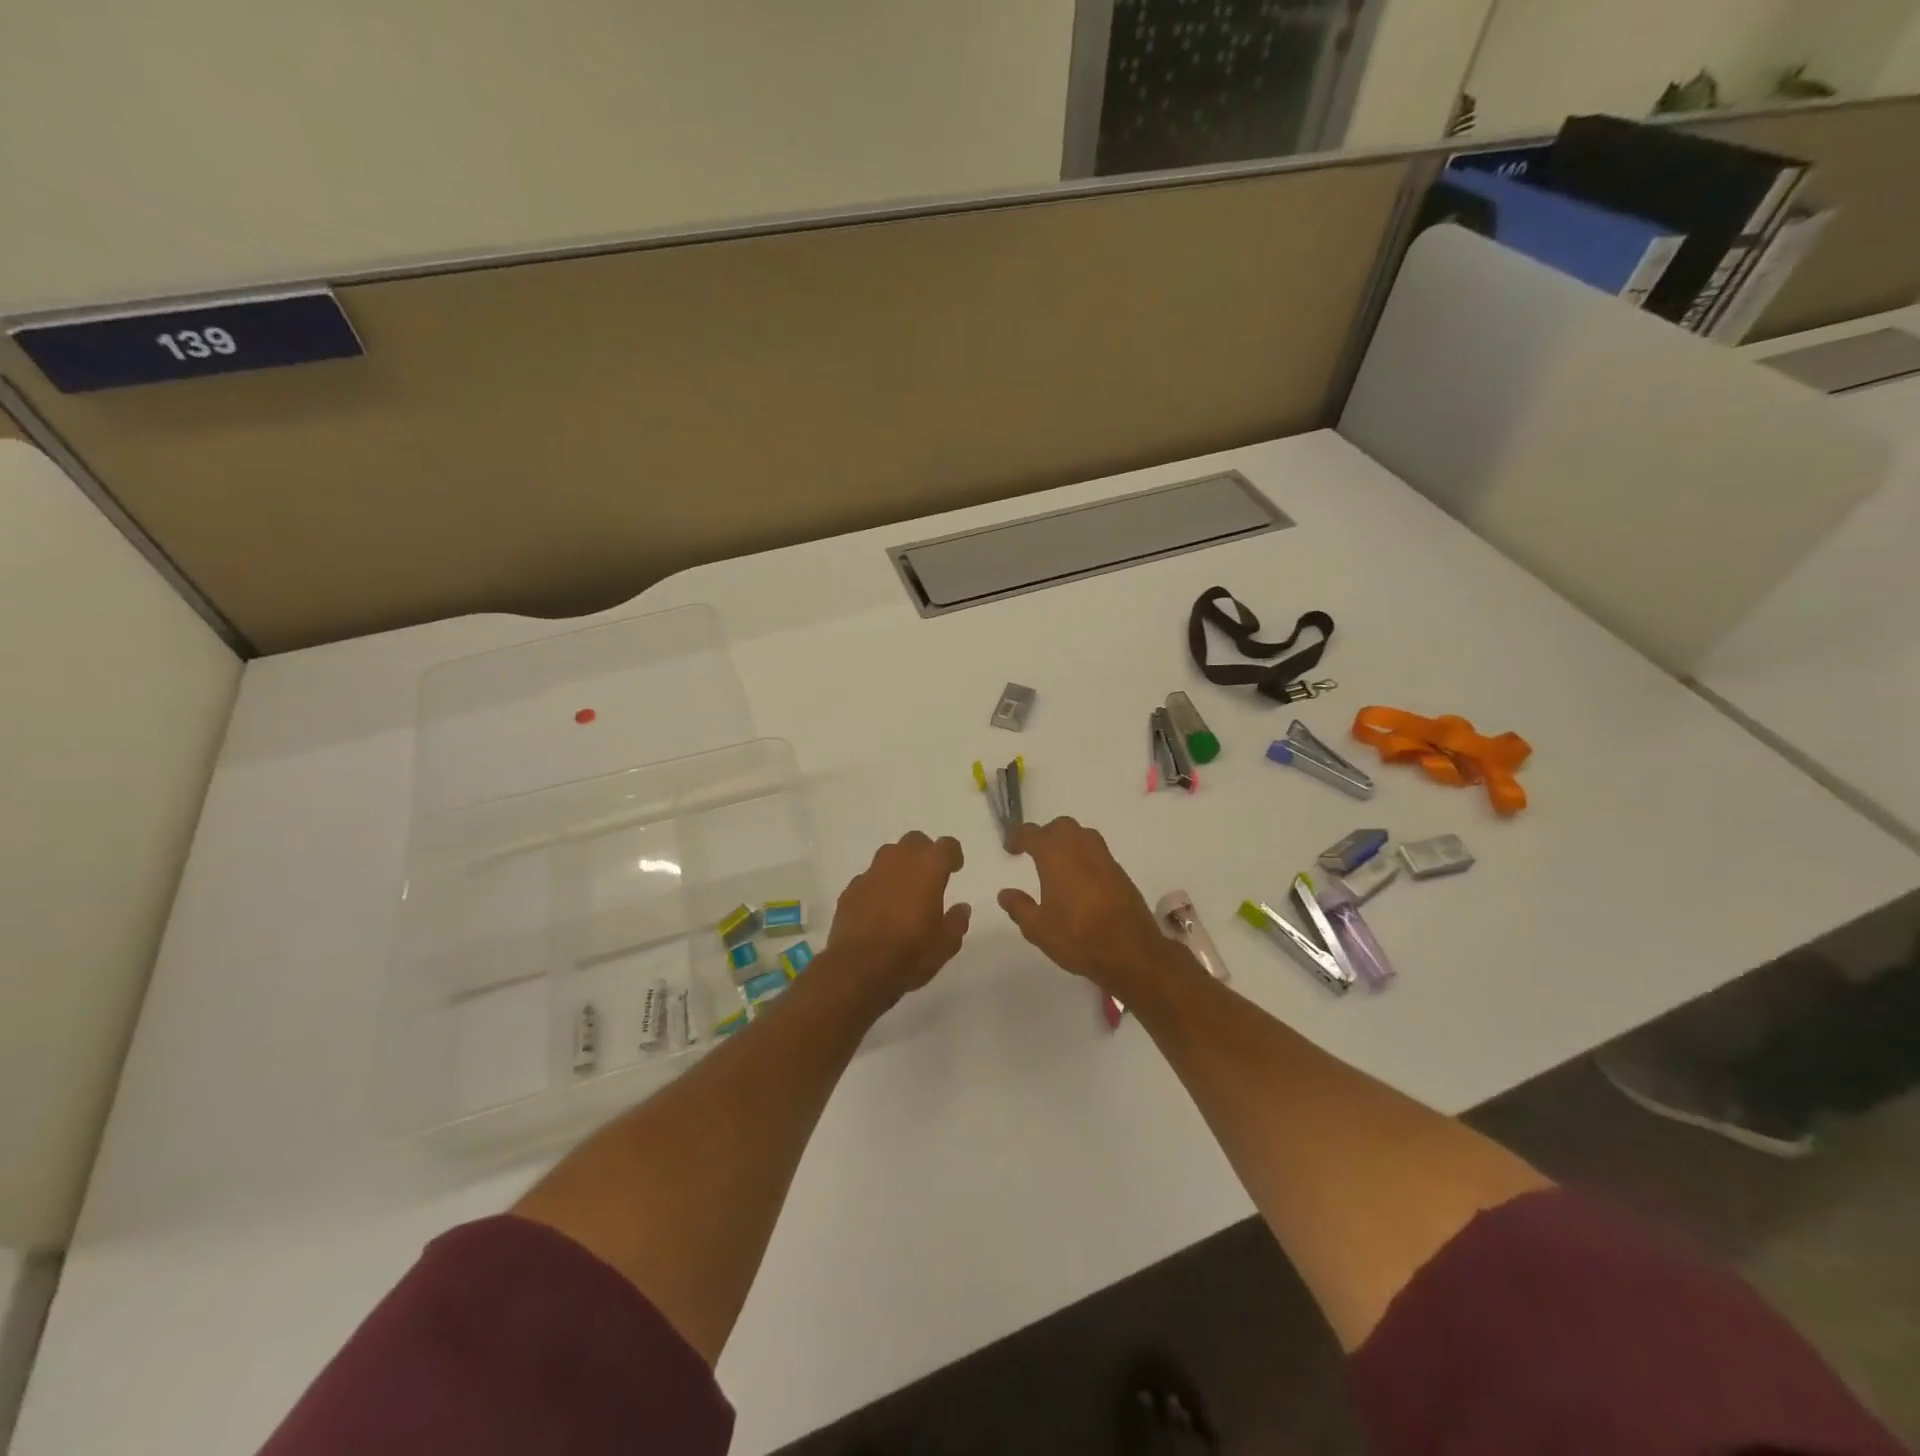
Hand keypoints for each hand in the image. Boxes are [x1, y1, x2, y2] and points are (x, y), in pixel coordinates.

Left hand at [826, 832, 971, 1005]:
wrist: (858, 968)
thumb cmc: (911, 953)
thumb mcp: (946, 944)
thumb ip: (957, 921)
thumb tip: (962, 908)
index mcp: (928, 868)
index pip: (946, 845)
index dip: (953, 854)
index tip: (955, 868)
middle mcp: (899, 861)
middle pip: (915, 841)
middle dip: (924, 853)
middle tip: (929, 876)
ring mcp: (871, 873)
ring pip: (889, 855)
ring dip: (899, 866)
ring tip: (904, 890)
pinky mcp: (850, 889)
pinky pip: (869, 878)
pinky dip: (877, 886)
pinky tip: (879, 908)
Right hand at [997, 817, 1184, 999]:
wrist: (1130, 951)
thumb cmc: (1077, 937)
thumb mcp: (1038, 928)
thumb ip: (1019, 907)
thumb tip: (1005, 894)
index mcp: (1055, 855)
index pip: (1032, 834)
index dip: (1018, 837)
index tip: (1010, 849)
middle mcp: (1081, 848)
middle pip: (1061, 827)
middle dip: (1045, 835)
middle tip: (1035, 853)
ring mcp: (1104, 858)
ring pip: (1083, 835)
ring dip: (1067, 842)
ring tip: (1058, 864)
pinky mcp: (1120, 872)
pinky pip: (1098, 853)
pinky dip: (1084, 857)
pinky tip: (1080, 880)